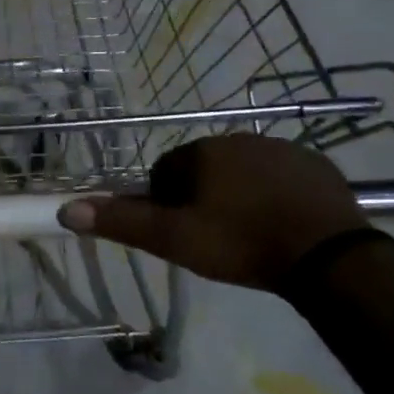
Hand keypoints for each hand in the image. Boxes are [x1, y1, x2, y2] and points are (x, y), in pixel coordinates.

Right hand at [56, 134, 366, 290]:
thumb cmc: (241, 243)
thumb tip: (65, 209)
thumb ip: (122, 222)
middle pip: (204, 168)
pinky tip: (284, 225)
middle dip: (203, 196)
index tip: (182, 233)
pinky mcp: (316, 164)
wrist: (328, 256)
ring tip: (251, 234)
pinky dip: (275, 194)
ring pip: (244, 170)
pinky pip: (282, 175)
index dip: (167, 203)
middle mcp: (238, 138)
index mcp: (202, 152)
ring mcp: (281, 148)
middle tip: (215, 237)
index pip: (166, 171)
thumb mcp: (174, 239)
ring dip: (239, 194)